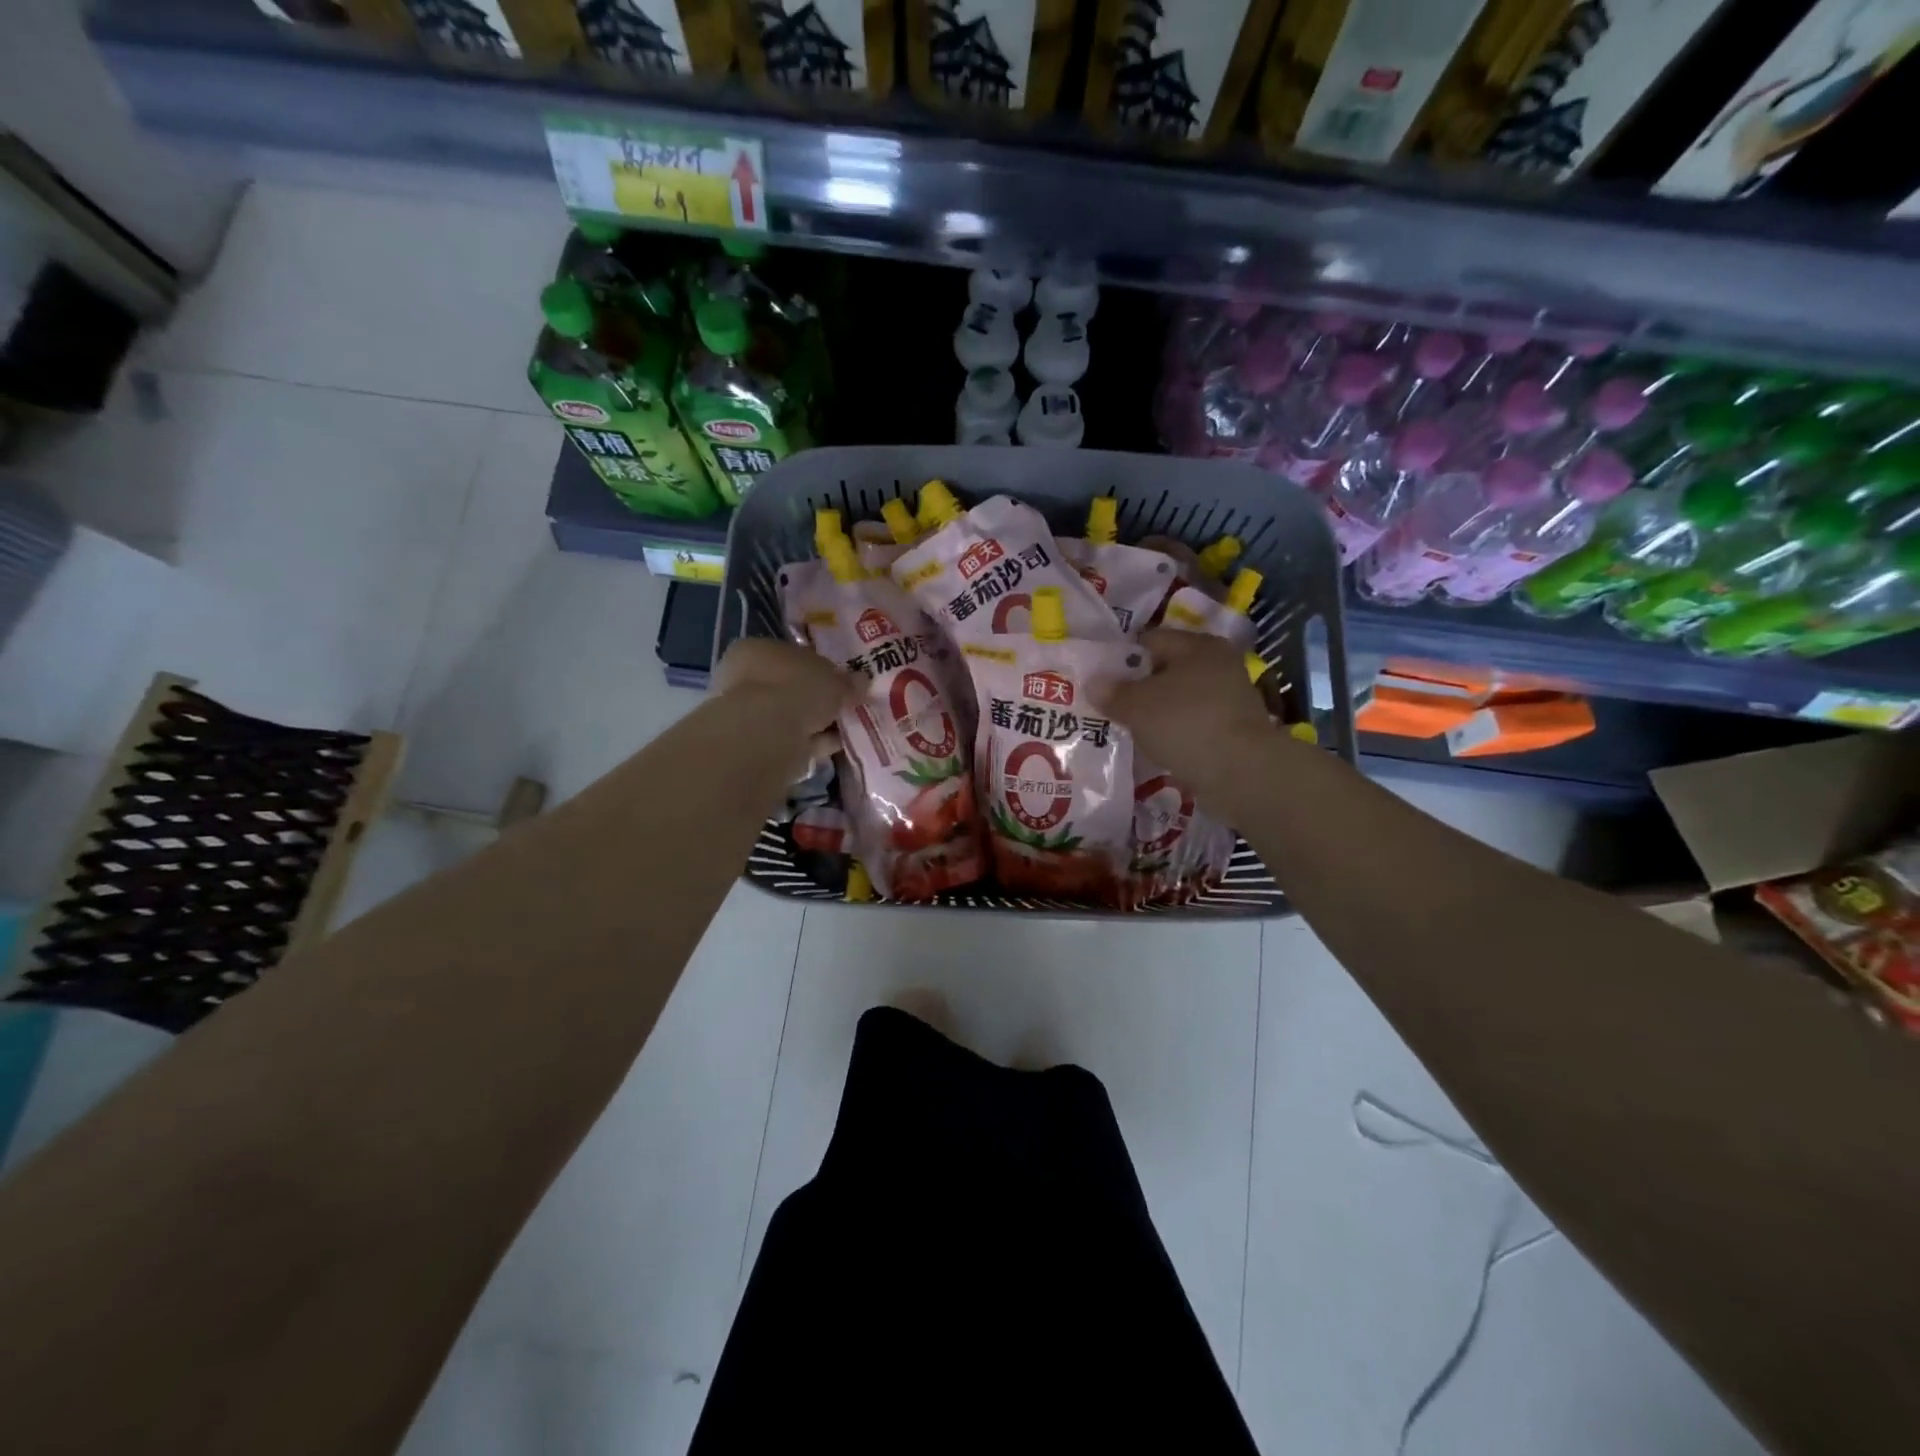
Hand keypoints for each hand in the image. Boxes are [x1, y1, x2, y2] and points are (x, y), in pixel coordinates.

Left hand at [713, 637, 853, 747]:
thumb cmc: (796, 689)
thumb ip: (847, 681)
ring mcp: (749, 715)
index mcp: (756, 650)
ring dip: (820, 722)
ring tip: (848, 728)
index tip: (842, 680)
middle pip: (792, 687)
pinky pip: (794, 739)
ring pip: (793, 716)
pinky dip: (815, 742)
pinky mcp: (758, 745)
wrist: (767, 735)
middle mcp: (745, 679)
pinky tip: (838, 745)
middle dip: (820, 698)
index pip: (792, 655)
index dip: (820, 667)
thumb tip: (861, 681)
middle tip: (848, 705)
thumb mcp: (833, 678)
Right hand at [1102, 629, 1276, 802]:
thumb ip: (1113, 693)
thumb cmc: (1185, 724)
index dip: (1122, 658)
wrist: (1241, 772)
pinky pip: (1193, 723)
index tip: (1101, 681)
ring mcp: (1230, 697)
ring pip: (1180, 698)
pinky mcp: (1234, 729)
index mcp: (1199, 645)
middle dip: (1139, 687)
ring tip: (1130, 729)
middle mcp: (1219, 664)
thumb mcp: (1137, 706)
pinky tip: (1157, 746)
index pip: (1150, 640)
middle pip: (1167, 670)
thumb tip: (1094, 683)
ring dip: (1158, 712)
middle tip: (1111, 706)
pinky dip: (1176, 732)